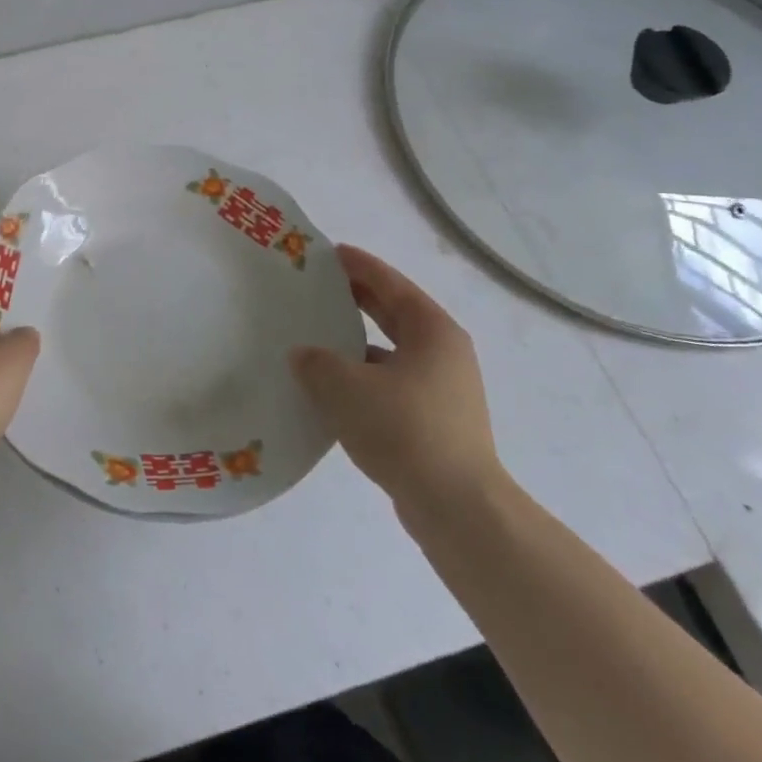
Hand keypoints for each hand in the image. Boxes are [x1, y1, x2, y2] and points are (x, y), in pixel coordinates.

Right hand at [290, 244, 504, 518]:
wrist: (457, 509)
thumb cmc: (404, 430)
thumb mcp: (344, 387)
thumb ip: (316, 362)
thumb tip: (304, 356)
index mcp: (432, 330)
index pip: (390, 283)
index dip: (358, 265)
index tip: (328, 252)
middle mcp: (444, 353)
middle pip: (394, 313)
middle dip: (357, 298)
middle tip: (317, 287)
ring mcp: (444, 389)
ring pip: (392, 350)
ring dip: (358, 341)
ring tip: (317, 336)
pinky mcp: (436, 421)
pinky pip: (392, 382)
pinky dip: (364, 376)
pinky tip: (333, 389)